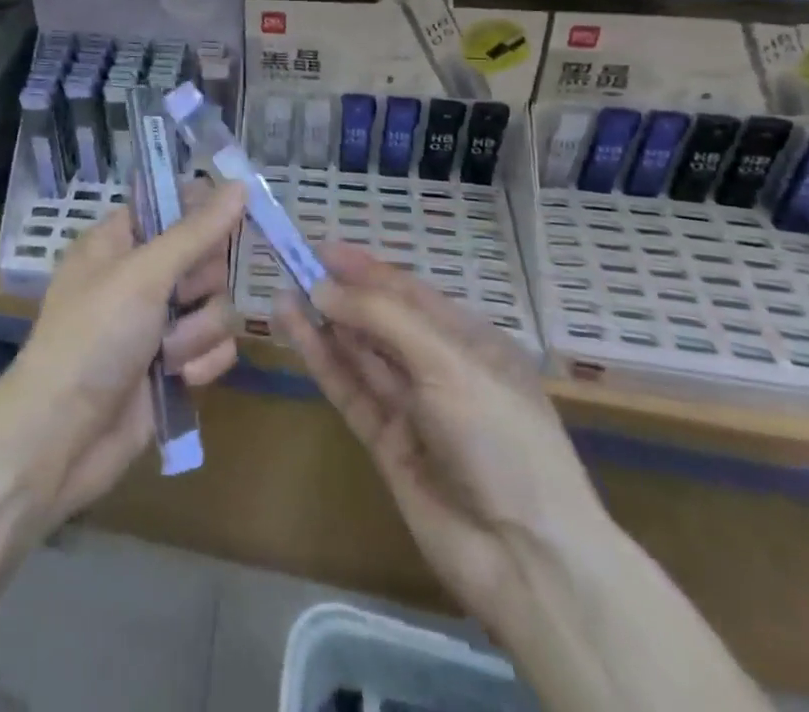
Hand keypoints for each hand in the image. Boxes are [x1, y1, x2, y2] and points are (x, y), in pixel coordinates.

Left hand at [0, 180, 245, 528]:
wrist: (60, 437)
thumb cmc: (93, 337)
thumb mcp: (143, 275)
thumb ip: (196, 232)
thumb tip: (239, 185)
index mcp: (119, 241)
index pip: (172, 207)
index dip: (202, 211)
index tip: (233, 218)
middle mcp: (140, 276)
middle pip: (205, 257)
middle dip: (201, 284)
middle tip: (181, 297)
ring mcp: (157, 323)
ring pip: (215, 305)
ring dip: (197, 331)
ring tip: (167, 354)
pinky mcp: (173, 366)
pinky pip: (215, 347)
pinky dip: (202, 362)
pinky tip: (180, 378)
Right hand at [276, 243, 609, 642]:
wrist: (527, 559)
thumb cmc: (501, 439)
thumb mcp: (449, 363)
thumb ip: (382, 319)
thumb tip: (322, 288)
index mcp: (472, 343)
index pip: (411, 294)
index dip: (367, 269)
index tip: (322, 248)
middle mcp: (441, 369)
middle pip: (382, 320)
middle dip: (341, 293)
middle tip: (292, 265)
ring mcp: (412, 407)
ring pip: (359, 352)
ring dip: (323, 322)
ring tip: (282, 289)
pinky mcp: (385, 441)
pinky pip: (348, 388)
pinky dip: (321, 358)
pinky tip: (294, 328)